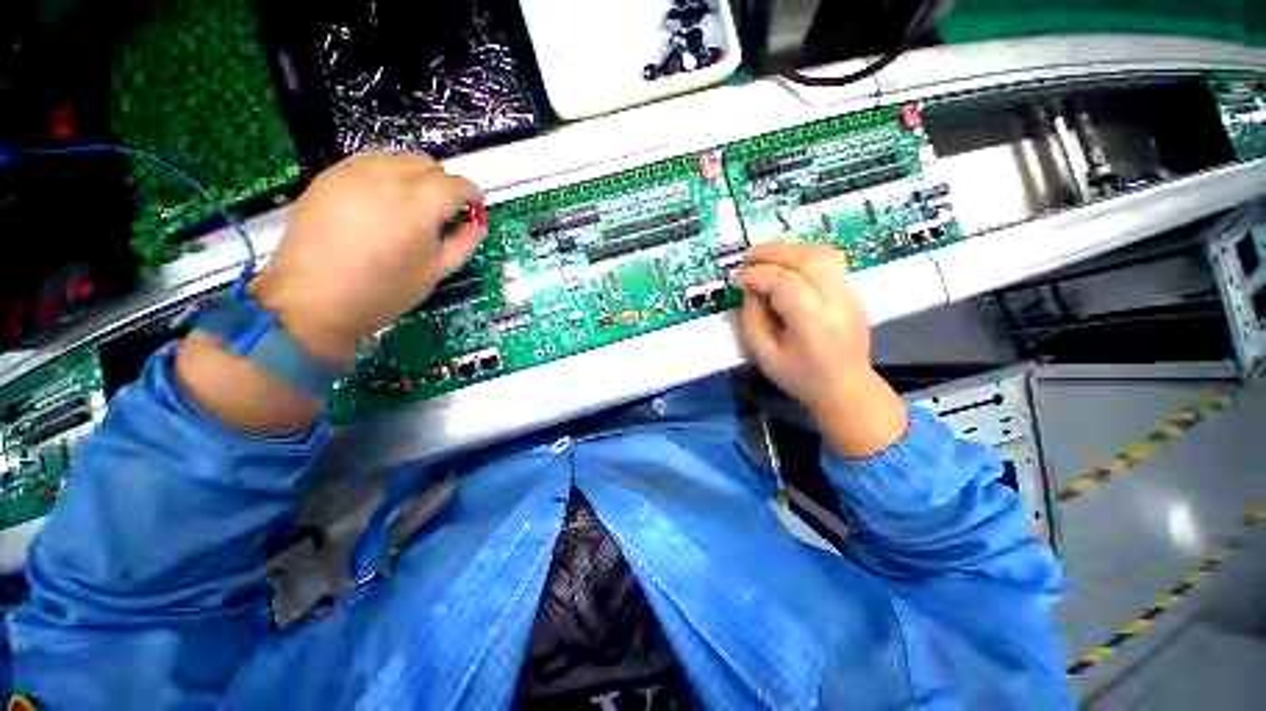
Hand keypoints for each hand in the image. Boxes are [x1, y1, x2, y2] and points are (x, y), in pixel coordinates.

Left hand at [250, 152, 485, 362]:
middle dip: (442, 184)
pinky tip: (380, 203)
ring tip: (410, 206)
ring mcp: (355, 172)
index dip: (471, 196)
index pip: (457, 184)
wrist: (313, 299)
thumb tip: (477, 226)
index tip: (471, 210)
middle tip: (442, 212)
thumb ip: (462, 244)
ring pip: (397, 158)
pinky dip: (385, 175)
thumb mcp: (435, 271)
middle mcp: (389, 177)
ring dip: (414, 177)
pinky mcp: (330, 176)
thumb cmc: (384, 291)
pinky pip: (369, 163)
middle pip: (428, 164)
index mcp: (420, 203)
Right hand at [730, 242, 906, 457]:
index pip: (784, 283)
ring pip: (822, 253)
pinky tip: (785, 262)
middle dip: (772, 252)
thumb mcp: (765, 355)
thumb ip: (752, 319)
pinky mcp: (853, 291)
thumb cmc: (801, 377)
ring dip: (789, 248)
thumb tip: (750, 288)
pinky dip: (803, 254)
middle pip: (807, 258)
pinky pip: (829, 260)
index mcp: (814, 322)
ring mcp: (850, 293)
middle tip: (746, 257)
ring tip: (764, 255)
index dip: (756, 275)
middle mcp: (837, 300)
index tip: (735, 278)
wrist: (846, 388)